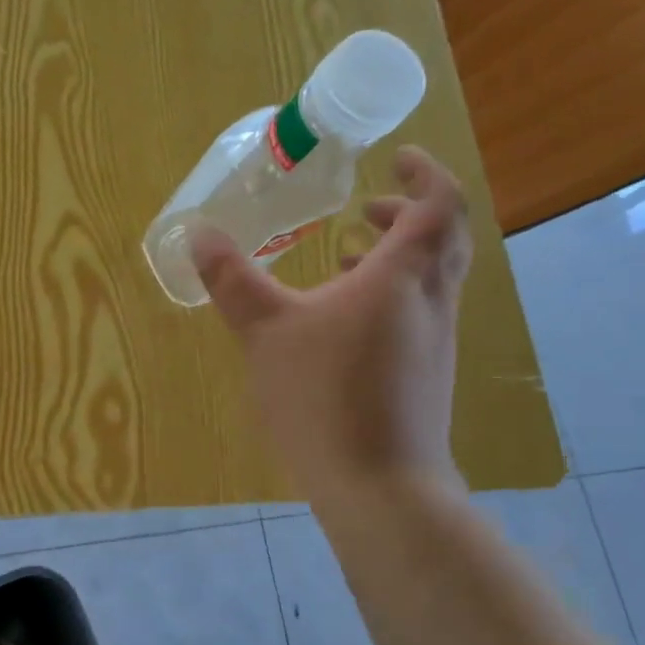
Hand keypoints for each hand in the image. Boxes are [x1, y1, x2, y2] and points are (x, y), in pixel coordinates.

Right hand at [191, 146, 470, 497]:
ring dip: (399, 255)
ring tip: (346, 255)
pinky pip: (419, 311)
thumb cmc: (324, 397)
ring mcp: (434, 341)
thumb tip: (199, 232)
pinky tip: (344, 320)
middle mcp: (431, 302)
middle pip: (444, 239)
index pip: (438, 205)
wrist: (380, 487)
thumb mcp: (265, 331)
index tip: (397, 157)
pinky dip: (392, 293)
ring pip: (432, 278)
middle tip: (367, 206)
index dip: (424, 173)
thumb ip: (232, 279)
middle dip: (409, 213)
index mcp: (402, 278)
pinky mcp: (426, 374)